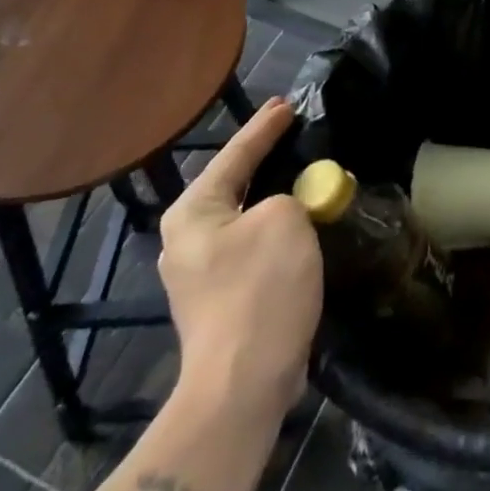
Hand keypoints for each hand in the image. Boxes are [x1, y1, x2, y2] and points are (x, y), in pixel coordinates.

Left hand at [158, 98, 320, 418]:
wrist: (242, 386)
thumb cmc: (259, 291)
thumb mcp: (283, 220)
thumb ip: (288, 196)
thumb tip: (286, 207)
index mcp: (193, 212)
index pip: (235, 154)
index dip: (265, 127)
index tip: (287, 104)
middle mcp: (187, 238)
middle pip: (234, 183)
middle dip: (265, 159)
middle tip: (294, 131)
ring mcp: (200, 273)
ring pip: (245, 217)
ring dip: (274, 197)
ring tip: (303, 175)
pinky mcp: (221, 299)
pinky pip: (252, 245)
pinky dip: (275, 229)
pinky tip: (299, 224)